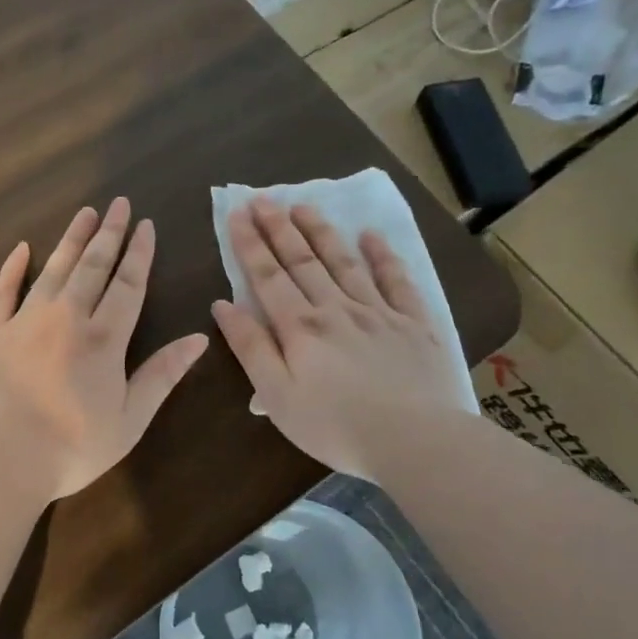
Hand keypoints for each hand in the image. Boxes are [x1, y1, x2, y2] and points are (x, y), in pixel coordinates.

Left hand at [0, 198, 209, 500]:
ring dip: (71, 240)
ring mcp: (22, 320)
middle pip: (92, 266)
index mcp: (103, 339)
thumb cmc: (70, 449)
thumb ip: (162, 375)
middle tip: (118, 203)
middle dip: (109, 234)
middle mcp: (65, 317)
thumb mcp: (129, 420)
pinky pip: (0, 290)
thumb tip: (199, 337)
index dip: (139, 254)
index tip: (146, 224)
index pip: (128, 285)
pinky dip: (12, 267)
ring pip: (52, 269)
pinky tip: (22, 248)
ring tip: (85, 213)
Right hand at [210, 198, 468, 481]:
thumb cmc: (334, 426)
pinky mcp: (414, 323)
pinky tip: (371, 235)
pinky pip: (396, 280)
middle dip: (280, 228)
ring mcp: (378, 312)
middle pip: (303, 261)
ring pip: (344, 262)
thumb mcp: (276, 395)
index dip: (250, 243)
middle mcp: (336, 308)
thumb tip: (224, 305)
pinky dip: (383, 256)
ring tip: (305, 206)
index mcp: (300, 327)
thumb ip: (250, 347)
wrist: (414, 440)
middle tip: (264, 198)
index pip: (268, 276)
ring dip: (322, 232)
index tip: (238, 212)